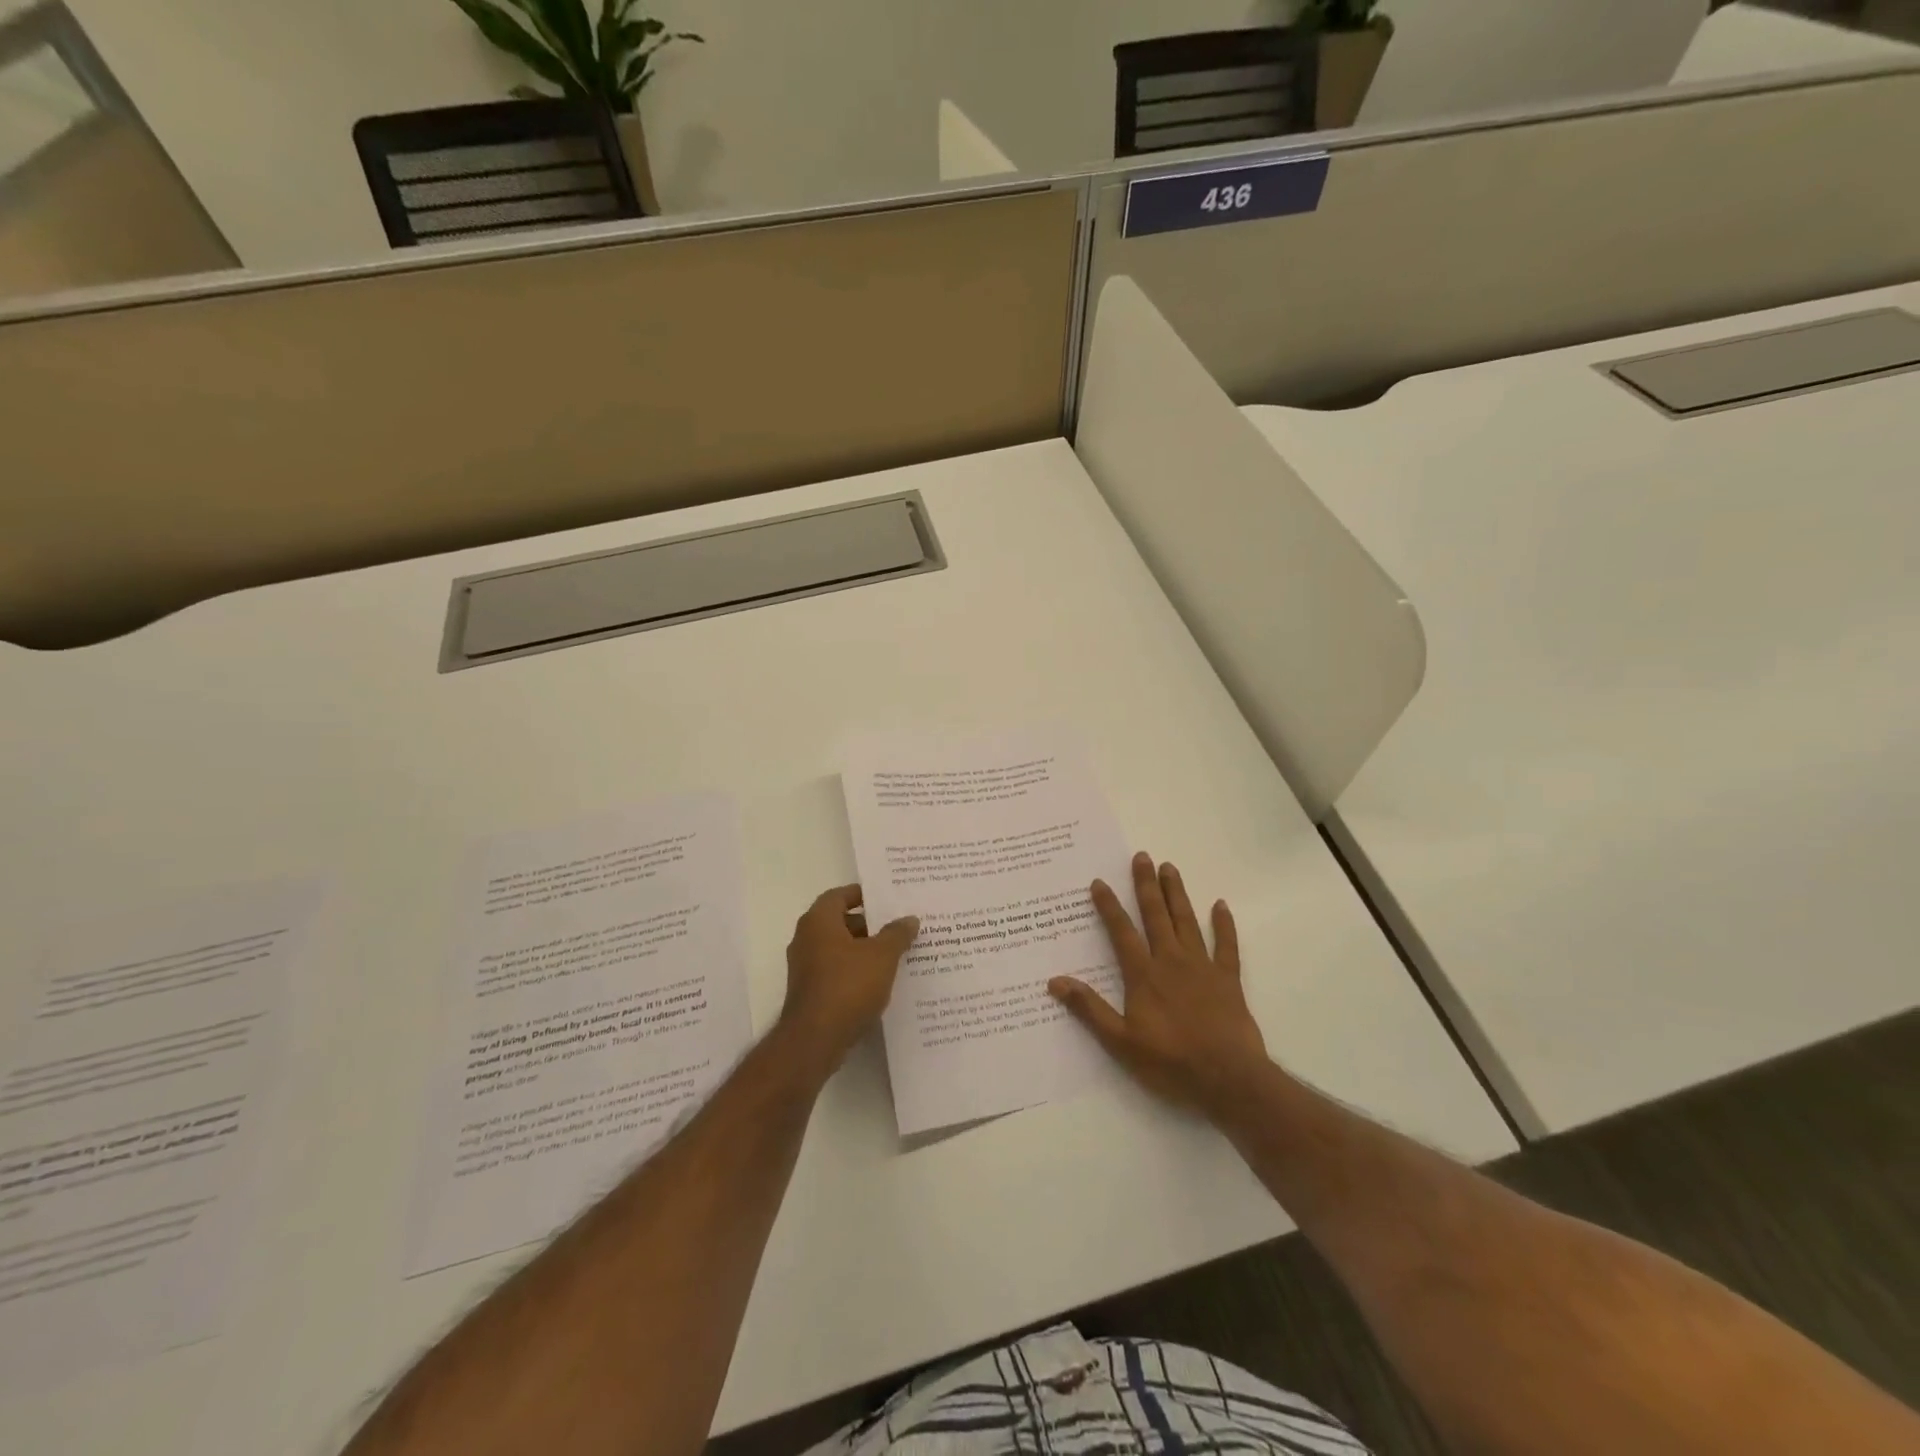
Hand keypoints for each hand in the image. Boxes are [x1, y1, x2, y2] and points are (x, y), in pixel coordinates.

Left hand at [778, 884, 918, 1075]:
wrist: (815, 1040)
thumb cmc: (847, 986)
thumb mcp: (882, 956)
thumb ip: (897, 934)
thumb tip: (909, 919)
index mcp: (819, 922)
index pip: (839, 895)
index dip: (862, 894)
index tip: (887, 898)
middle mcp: (806, 939)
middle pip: (840, 922)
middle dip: (869, 924)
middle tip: (899, 927)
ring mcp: (806, 968)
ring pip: (839, 949)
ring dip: (864, 950)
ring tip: (897, 954)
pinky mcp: (811, 992)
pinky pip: (837, 971)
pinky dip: (856, 971)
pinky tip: (881, 981)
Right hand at [1049, 852, 1268, 1120]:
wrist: (1227, 1078)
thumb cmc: (1170, 1061)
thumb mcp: (1121, 1041)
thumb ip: (1089, 1009)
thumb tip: (1055, 981)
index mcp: (1144, 975)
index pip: (1122, 932)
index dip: (1109, 906)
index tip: (1099, 882)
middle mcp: (1171, 961)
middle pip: (1156, 916)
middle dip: (1146, 885)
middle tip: (1142, 856)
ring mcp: (1203, 966)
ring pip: (1187, 921)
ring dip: (1177, 894)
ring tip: (1170, 867)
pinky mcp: (1228, 979)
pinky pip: (1226, 945)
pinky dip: (1224, 924)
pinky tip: (1221, 905)